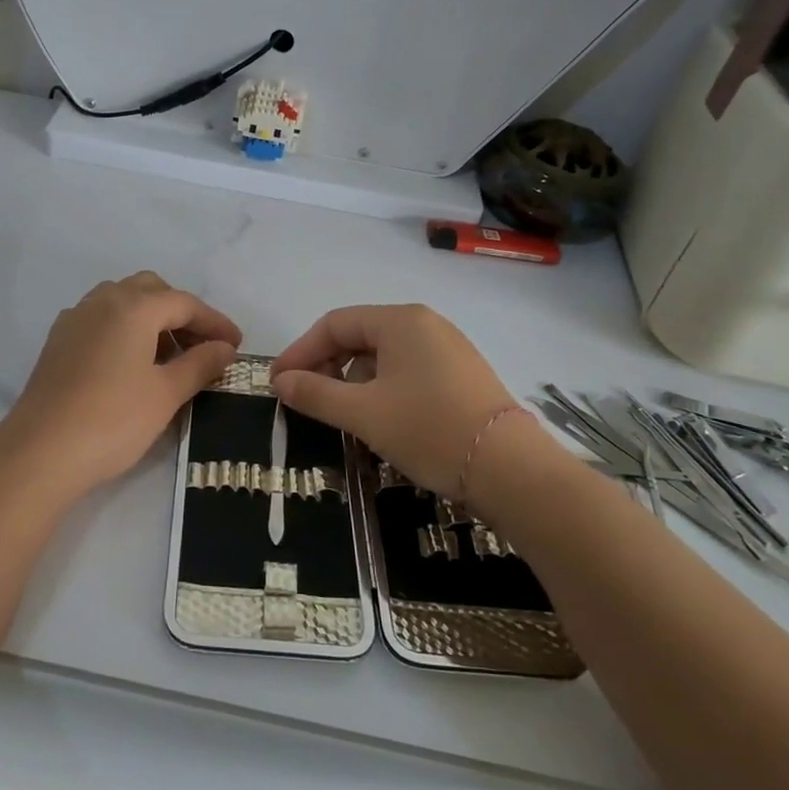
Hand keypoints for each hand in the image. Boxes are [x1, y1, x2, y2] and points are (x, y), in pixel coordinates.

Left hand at [4, 272, 240, 495]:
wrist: (41, 452)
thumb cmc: (113, 420)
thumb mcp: (166, 393)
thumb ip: (200, 364)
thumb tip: (225, 347)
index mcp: (133, 307)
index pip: (184, 303)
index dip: (215, 322)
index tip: (236, 345)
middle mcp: (102, 301)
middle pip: (151, 291)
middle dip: (181, 313)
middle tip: (202, 347)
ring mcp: (75, 319)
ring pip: (122, 301)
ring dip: (151, 319)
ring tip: (169, 357)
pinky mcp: (58, 342)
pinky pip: (100, 319)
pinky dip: (124, 329)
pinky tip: (131, 364)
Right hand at [271, 304, 525, 499]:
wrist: (510, 469)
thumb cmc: (428, 429)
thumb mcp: (363, 413)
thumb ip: (316, 394)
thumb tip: (281, 382)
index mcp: (400, 320)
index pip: (334, 324)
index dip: (300, 352)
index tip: (278, 383)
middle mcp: (425, 324)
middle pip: (359, 335)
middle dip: (326, 365)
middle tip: (304, 399)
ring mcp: (448, 348)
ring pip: (383, 355)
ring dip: (352, 379)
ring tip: (340, 412)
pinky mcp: (461, 374)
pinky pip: (407, 370)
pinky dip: (381, 387)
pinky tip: (378, 416)